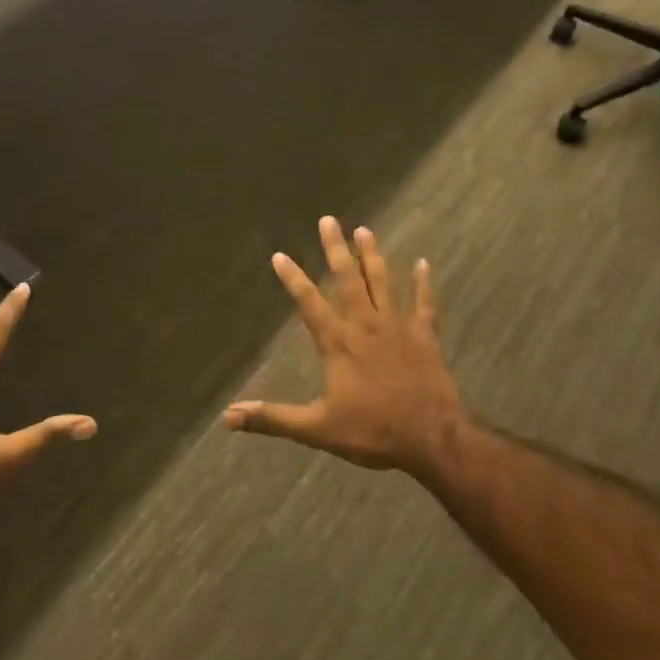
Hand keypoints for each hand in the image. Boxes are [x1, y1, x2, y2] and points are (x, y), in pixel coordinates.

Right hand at [223, 218, 463, 477]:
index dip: (293, 278)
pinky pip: (425, 304)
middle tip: (329, 220)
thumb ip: (273, 418)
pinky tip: (423, 262)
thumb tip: (228, 416)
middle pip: (348, 280)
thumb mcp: (317, 429)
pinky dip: (423, 283)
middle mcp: (366, 326)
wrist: (432, 439)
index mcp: (339, 344)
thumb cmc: (373, 432)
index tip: (280, 254)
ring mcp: (398, 328)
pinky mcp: (425, 337)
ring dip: (372, 256)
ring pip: (382, 283)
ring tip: (365, 230)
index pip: (309, 303)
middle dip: (336, 249)